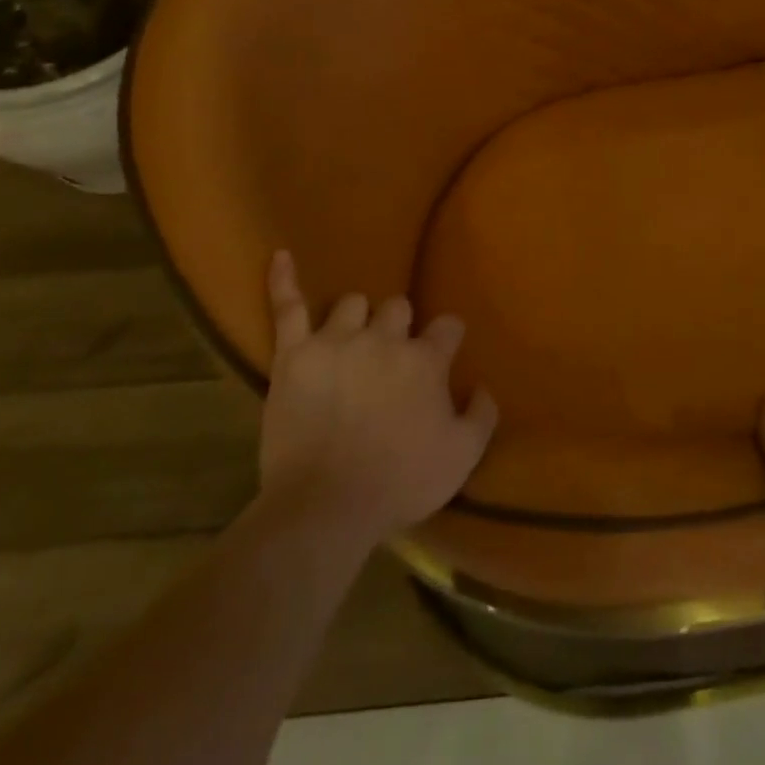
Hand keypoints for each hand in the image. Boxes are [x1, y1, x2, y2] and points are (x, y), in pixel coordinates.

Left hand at [258, 251, 497, 545]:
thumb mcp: (462, 457)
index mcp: (425, 360)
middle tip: (391, 356)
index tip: (443, 352)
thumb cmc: (399, 483)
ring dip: (358, 317)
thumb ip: (482, 414)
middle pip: (398, 308)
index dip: (447, 338)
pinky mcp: (295, 354)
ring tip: (352, 339)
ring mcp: (337, 341)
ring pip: (352, 303)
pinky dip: (284, 280)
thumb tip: (482, 385)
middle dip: (399, 325)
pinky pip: (288, 307)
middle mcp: (384, 339)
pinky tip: (281, 257)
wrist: (326, 508)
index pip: (447, 326)